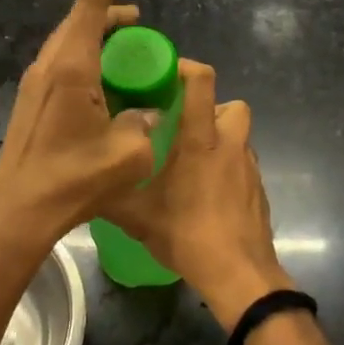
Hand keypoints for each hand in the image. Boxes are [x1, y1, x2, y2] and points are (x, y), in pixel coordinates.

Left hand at [0, 0, 161, 257]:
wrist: (19, 209)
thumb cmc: (73, 179)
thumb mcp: (127, 154)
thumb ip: (144, 124)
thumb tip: (148, 113)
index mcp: (71, 67)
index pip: (91, 5)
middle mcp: (49, 66)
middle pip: (79, 19)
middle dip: (111, 11)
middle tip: (140, 21)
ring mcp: (35, 83)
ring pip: (68, 40)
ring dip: (97, 35)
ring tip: (127, 50)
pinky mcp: (31, 100)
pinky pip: (61, 62)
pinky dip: (86, 57)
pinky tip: (104, 83)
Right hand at [102, 60, 289, 329]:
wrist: (240, 276)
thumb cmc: (189, 236)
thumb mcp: (137, 216)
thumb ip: (111, 192)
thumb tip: (85, 180)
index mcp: (201, 140)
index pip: (203, 82)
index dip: (187, 68)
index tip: (165, 74)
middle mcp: (230, 145)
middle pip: (232, 105)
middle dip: (210, 107)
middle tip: (182, 125)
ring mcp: (249, 168)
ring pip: (238, 135)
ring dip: (218, 138)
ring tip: (191, 161)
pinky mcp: (258, 190)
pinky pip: (242, 163)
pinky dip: (226, 167)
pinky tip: (206, 193)